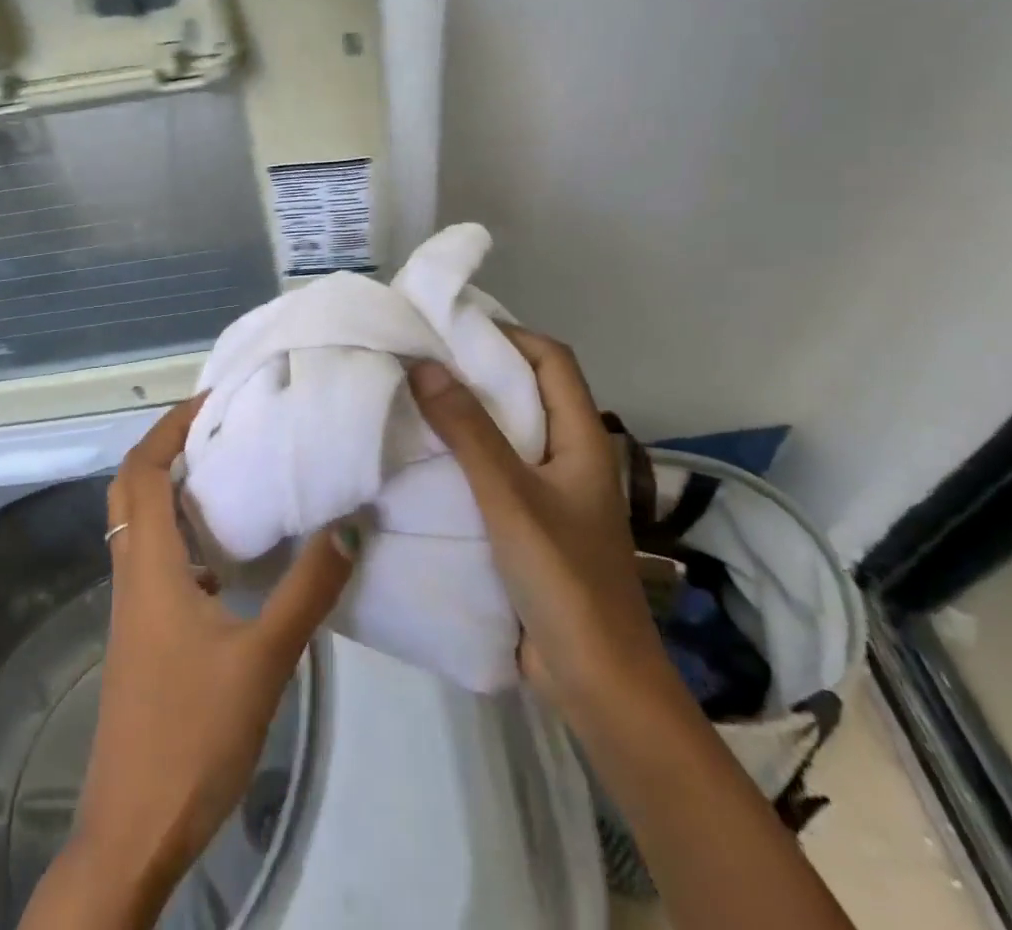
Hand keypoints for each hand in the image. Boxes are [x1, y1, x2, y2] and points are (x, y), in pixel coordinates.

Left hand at [21, 396, 358, 929]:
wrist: (134, 831)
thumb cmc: (191, 736)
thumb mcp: (262, 660)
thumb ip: (307, 590)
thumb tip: (348, 525)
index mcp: (149, 566)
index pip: (142, 471)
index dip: (170, 427)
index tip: (214, 401)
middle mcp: (132, 574)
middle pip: (132, 488)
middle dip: (167, 446)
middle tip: (220, 427)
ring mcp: (133, 606)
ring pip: (141, 523)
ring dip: (174, 487)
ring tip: (230, 471)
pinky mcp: (143, 634)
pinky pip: (156, 558)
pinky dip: (182, 533)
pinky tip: (229, 553)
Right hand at [412, 331, 856, 929]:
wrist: (598, 683)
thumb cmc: (564, 579)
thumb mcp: (510, 496)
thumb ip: (468, 431)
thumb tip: (424, 364)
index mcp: (581, 439)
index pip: (552, 360)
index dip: (509, 334)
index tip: (453, 326)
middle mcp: (569, 457)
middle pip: (528, 392)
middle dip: (478, 370)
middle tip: (420, 358)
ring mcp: (552, 493)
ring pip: (509, 434)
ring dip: (468, 414)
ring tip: (413, 399)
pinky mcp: (531, 525)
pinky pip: (496, 473)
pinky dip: (464, 456)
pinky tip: (425, 458)